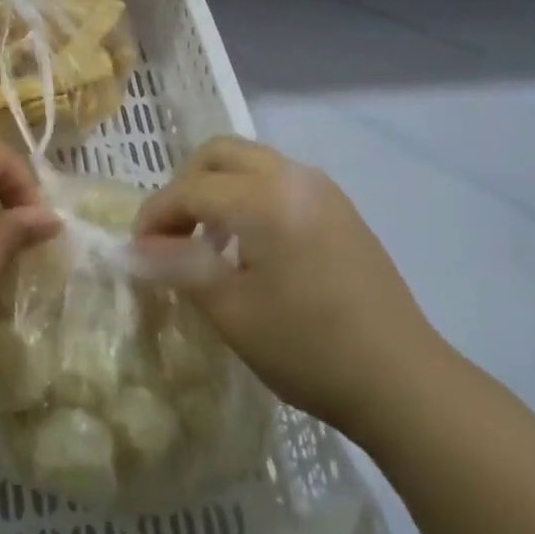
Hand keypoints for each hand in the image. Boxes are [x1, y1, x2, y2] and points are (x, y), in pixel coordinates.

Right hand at [135, 136, 447, 442]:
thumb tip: (133, 248)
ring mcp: (323, 190)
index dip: (155, 215)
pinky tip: (251, 248)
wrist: (402, 379)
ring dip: (218, 189)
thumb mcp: (231, 311)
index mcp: (264, 197)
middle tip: (172, 235)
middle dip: (185, 186)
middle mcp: (294, 177)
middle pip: (219, 154)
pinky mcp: (341, 209)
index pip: (190, 188)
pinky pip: (279, 182)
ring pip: (251, 162)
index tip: (138, 252)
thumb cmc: (308, 348)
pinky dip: (249, 197)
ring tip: (208, 243)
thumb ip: (177, 267)